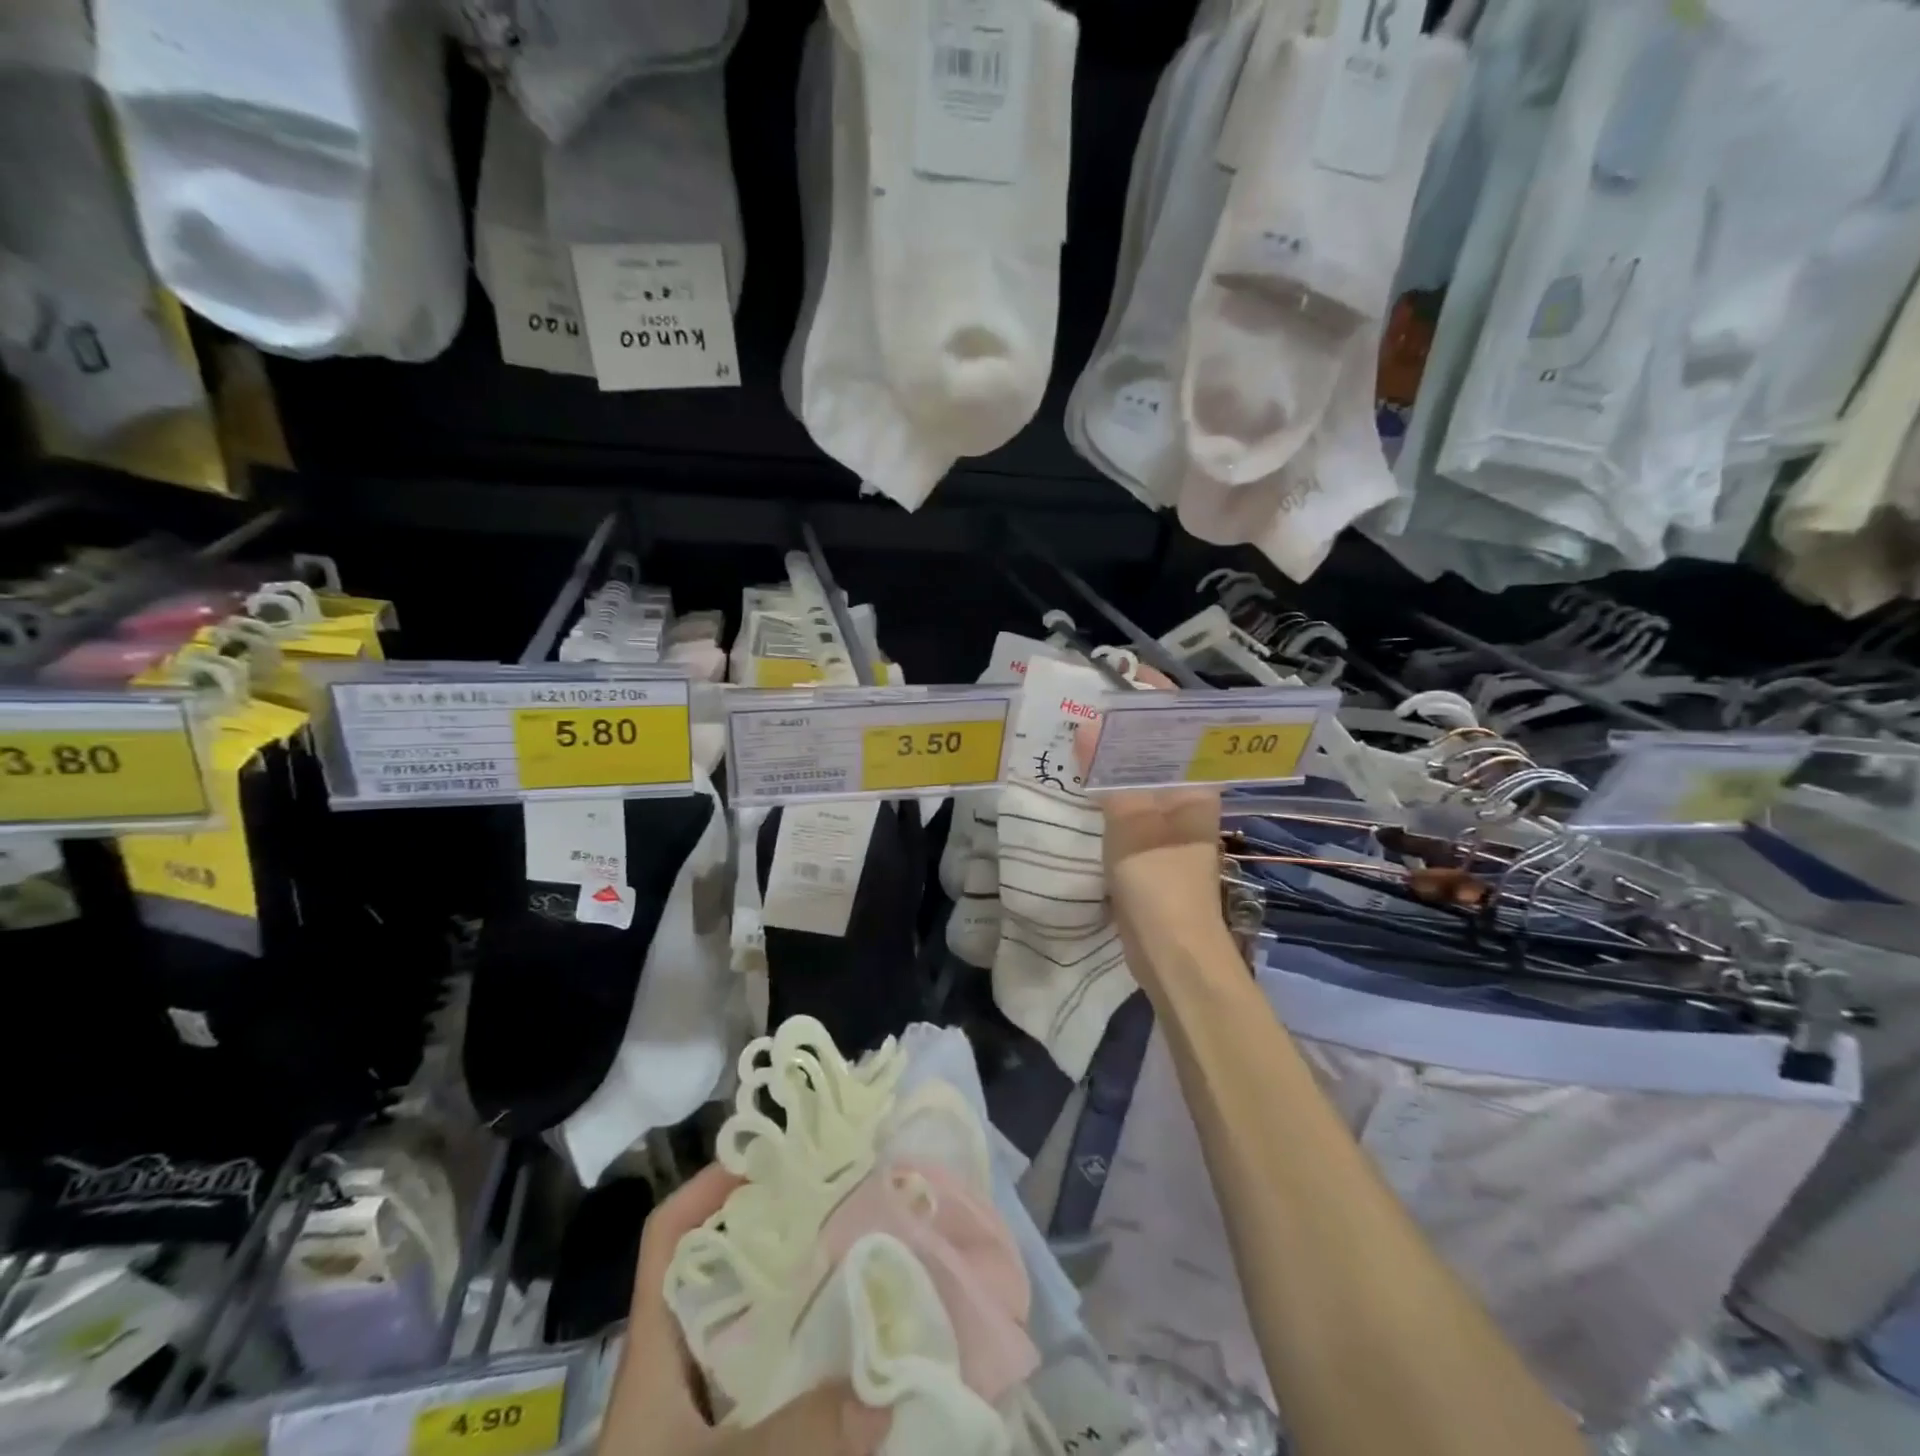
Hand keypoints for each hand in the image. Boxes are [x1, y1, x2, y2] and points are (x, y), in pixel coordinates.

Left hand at [603, 1164, 892, 1455]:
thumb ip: (796, 1439)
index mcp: (656, 1352)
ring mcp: (707, 1408)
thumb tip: (884, 1390)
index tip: (770, 1157)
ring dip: (804, 1296)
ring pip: (756, 1327)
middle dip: (778, 1232)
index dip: (708, 1188)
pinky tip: (859, 1358)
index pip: (668, 1239)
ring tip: (862, 1260)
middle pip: (724, 1272)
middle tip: (841, 1201)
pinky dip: (814, 1361)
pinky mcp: (739, 1436)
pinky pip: (780, 1382)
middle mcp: (682, 1366)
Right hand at [1072, 668, 1223, 948]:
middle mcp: (1185, 796)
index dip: (1152, 697)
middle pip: (1155, 747)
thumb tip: (1089, 725)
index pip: (1178, 725)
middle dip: (1123, 723)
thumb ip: (1112, 775)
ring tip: (1073, 732)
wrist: (1172, 954)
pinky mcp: (1147, 845)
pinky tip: (1078, 780)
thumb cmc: (1161, 882)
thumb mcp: (1133, 823)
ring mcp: (1166, 822)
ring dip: (1111, 756)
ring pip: (1138, 775)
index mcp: (1195, 785)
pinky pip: (1125, 802)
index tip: (1116, 674)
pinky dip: (1105, 788)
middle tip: (1082, 703)